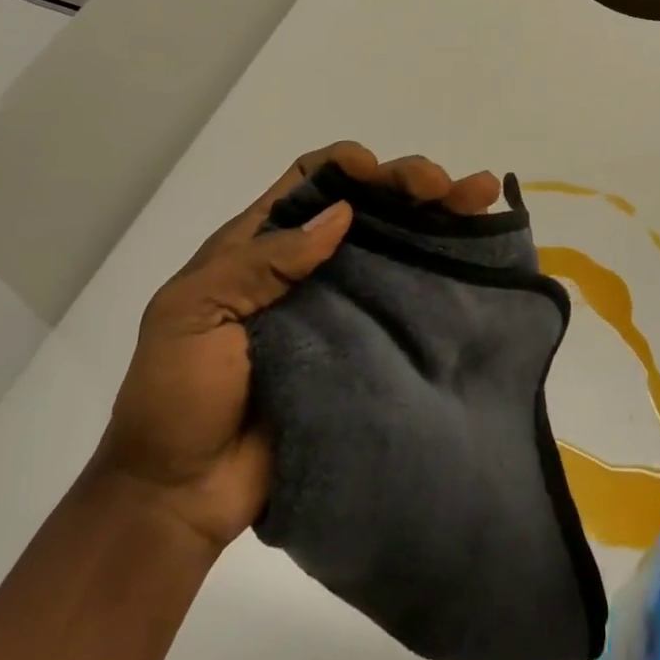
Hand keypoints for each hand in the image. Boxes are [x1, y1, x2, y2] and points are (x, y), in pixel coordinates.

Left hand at [98, 142, 500, 551]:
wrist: (184, 493)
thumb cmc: (176, 397)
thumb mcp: (192, 313)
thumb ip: (259, 262)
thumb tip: (340, 214)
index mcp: (260, 246)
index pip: (310, 181)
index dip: (347, 165)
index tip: (379, 172)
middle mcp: (310, 266)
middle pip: (367, 205)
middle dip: (409, 183)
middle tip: (449, 187)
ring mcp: (344, 307)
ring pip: (398, 245)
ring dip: (440, 216)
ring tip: (483, 199)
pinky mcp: (369, 348)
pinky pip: (410, 301)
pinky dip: (447, 273)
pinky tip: (482, 257)